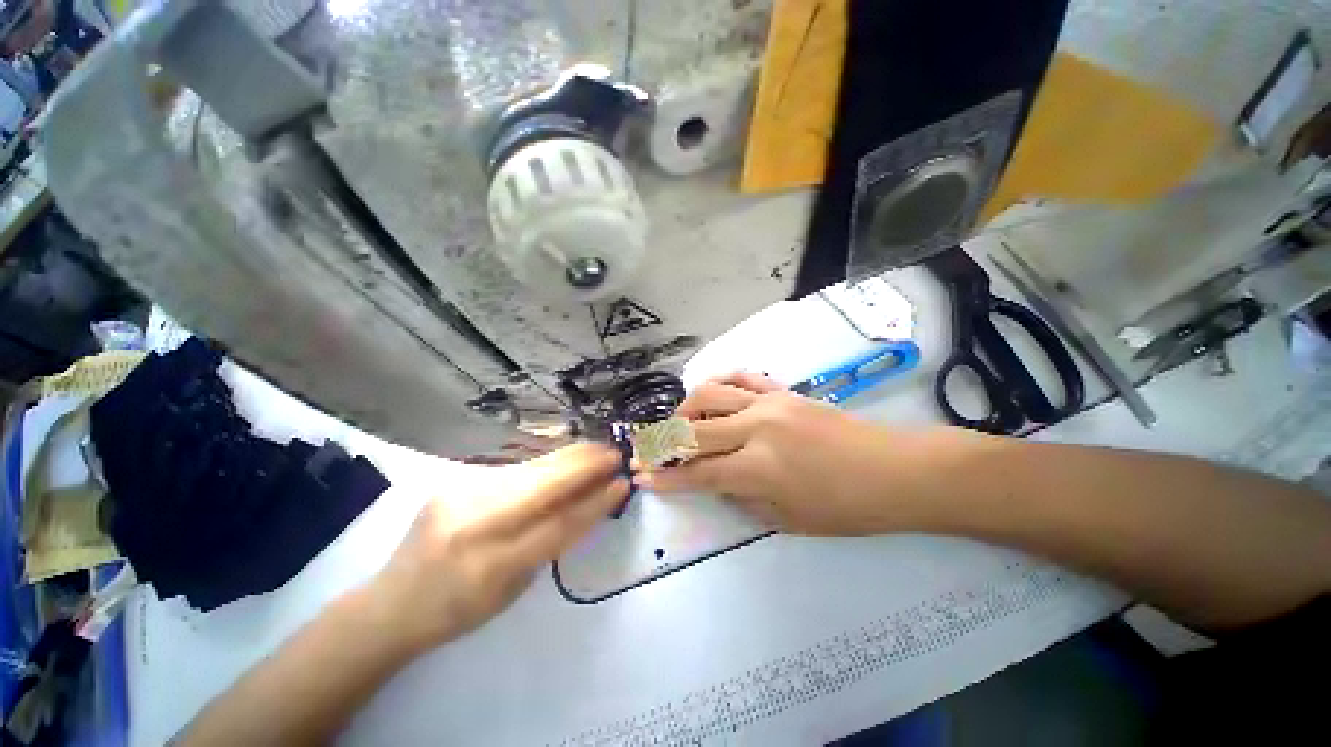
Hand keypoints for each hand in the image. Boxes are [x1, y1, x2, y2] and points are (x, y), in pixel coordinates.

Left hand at [372, 443, 627, 649]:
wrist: (392, 602)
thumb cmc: (459, 610)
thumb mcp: (513, 589)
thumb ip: (550, 544)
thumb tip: (587, 502)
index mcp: (491, 567)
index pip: (558, 526)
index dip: (594, 502)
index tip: (621, 484)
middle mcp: (474, 523)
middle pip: (543, 485)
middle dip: (585, 466)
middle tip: (614, 453)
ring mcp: (460, 495)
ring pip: (530, 470)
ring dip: (570, 457)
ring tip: (597, 449)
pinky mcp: (455, 480)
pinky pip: (515, 470)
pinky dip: (547, 463)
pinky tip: (566, 458)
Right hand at [638, 373, 932, 535]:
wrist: (894, 470)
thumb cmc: (846, 508)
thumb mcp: (787, 520)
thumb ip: (742, 497)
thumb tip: (715, 479)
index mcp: (759, 469)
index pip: (698, 472)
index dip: (666, 478)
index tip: (642, 478)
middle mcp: (756, 428)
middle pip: (693, 430)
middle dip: (662, 443)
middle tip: (645, 450)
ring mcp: (769, 402)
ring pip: (710, 393)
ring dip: (685, 409)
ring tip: (680, 424)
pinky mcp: (782, 390)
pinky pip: (740, 378)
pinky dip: (719, 384)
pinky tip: (712, 396)